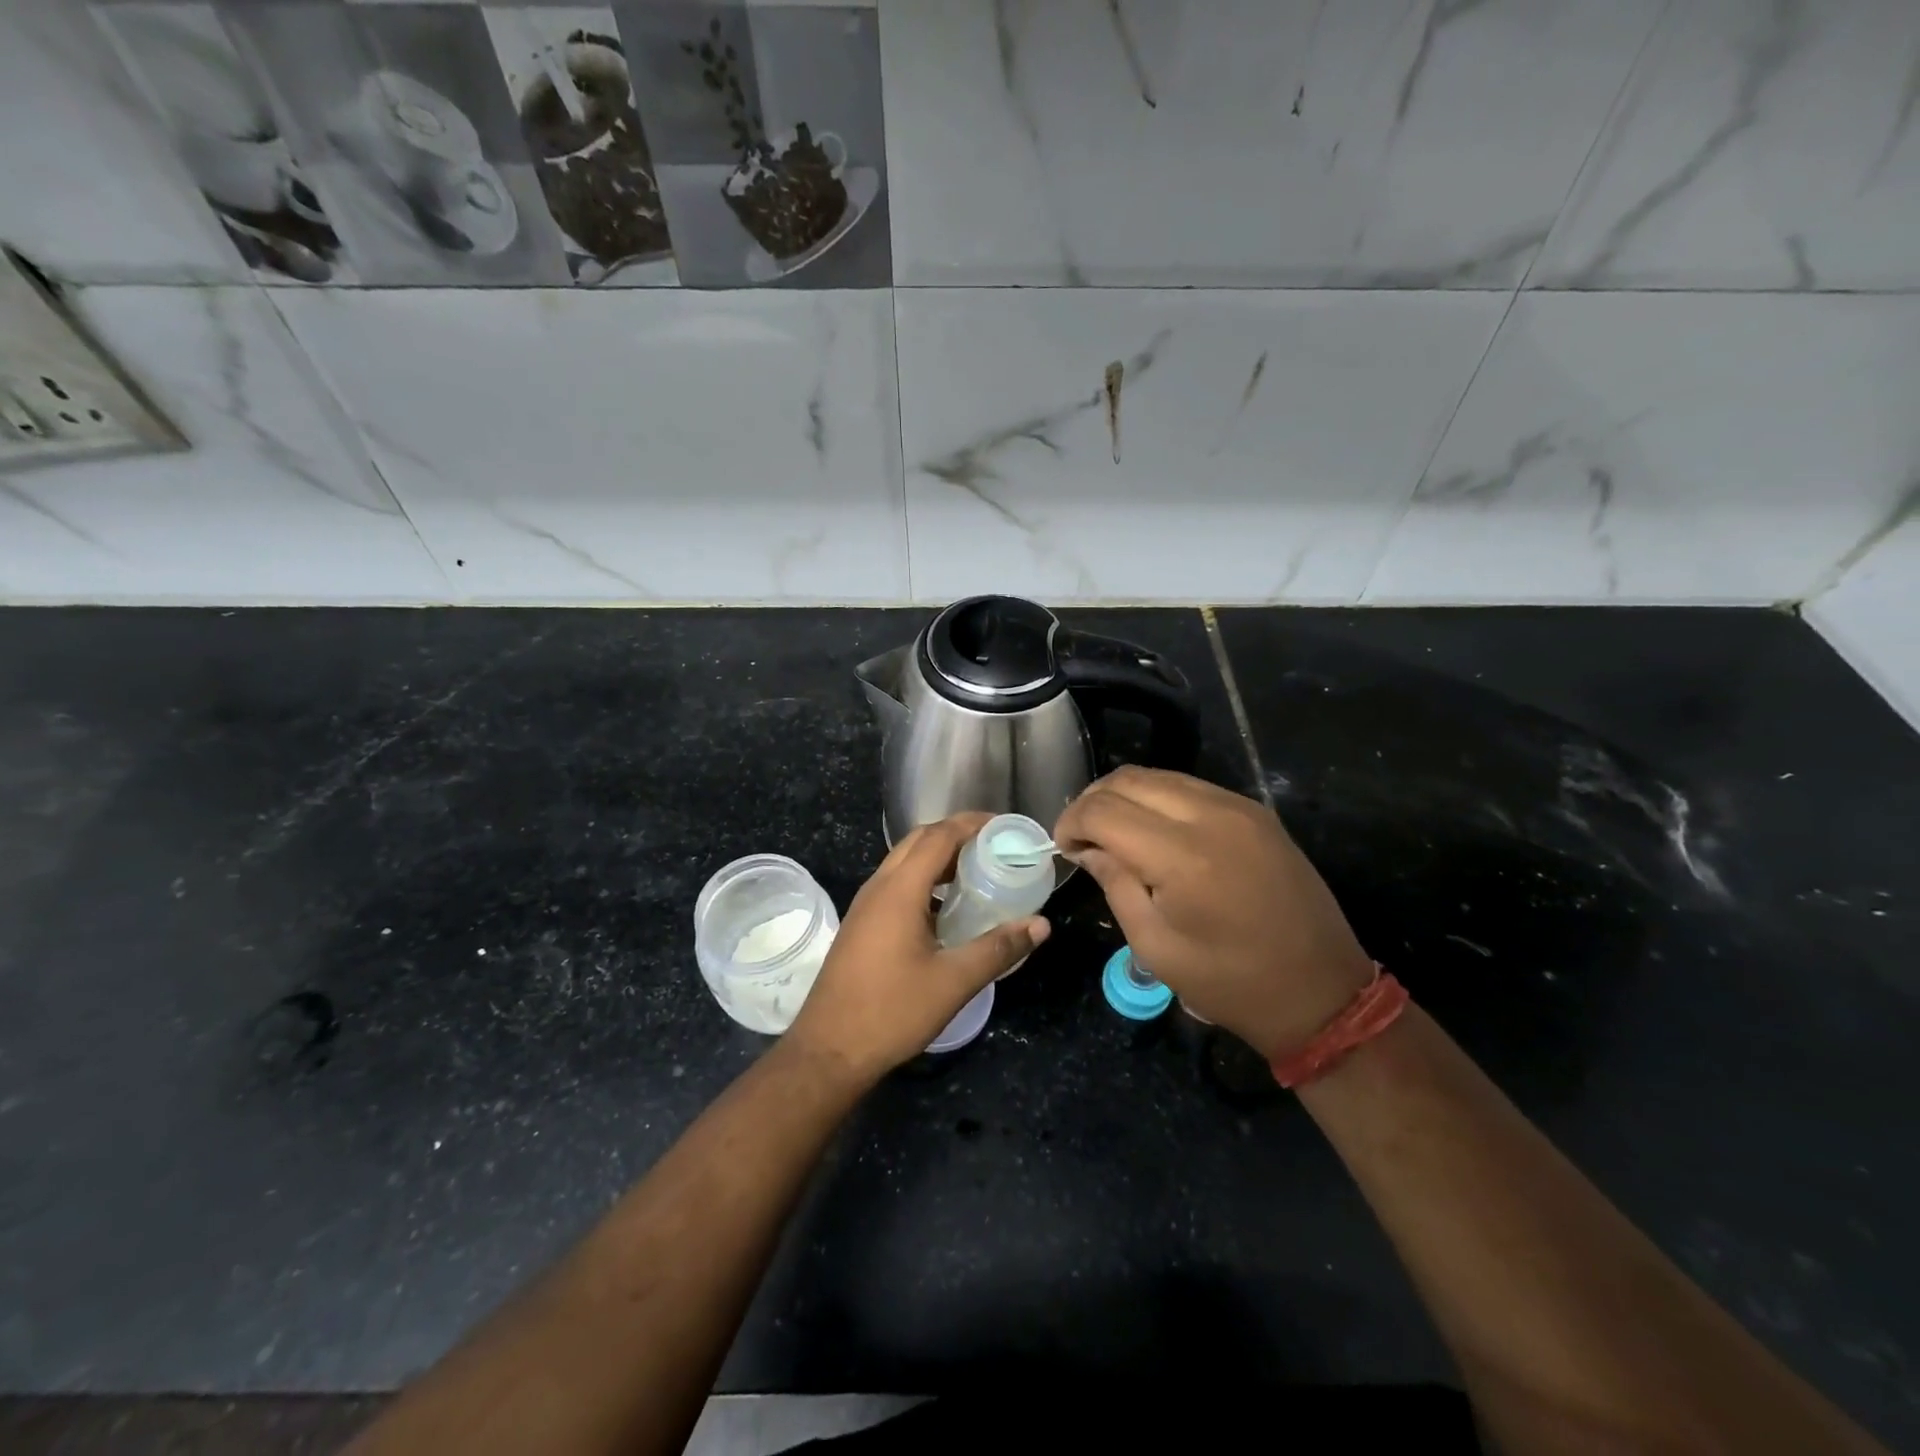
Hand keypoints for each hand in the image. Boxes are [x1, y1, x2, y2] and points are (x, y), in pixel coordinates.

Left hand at [787, 814, 1049, 1080]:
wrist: (828, 1050)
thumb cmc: (892, 1011)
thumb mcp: (953, 981)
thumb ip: (998, 948)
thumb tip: (1040, 924)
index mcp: (899, 890)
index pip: (939, 835)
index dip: (972, 823)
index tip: (1005, 826)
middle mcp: (879, 887)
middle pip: (919, 840)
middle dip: (956, 833)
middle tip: (995, 845)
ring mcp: (865, 905)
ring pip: (904, 861)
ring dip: (939, 856)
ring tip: (977, 871)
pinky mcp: (861, 924)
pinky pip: (896, 883)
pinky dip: (924, 879)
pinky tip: (947, 908)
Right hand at [1054, 767, 1373, 1061]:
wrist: (1321, 991)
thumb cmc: (1230, 982)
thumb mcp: (1155, 946)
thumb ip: (1116, 884)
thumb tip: (1087, 848)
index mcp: (1181, 855)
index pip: (1103, 809)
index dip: (1071, 822)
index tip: (1062, 847)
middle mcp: (1210, 815)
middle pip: (1128, 780)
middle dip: (1093, 801)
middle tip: (1081, 836)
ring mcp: (1238, 807)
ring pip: (1159, 776)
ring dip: (1125, 796)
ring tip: (1112, 831)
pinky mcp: (1256, 811)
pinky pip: (1191, 787)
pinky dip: (1158, 798)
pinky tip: (1152, 829)